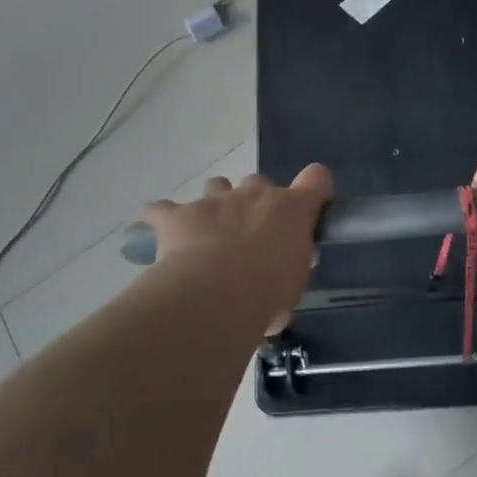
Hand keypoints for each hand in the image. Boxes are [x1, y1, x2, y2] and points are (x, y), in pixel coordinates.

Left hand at [140, 166, 333, 319]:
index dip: (314, 188)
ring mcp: (214, 200)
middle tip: (251, 236)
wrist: (215, 296)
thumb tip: (280, 275)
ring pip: (217, 185)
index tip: (310, 205)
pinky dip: (162, 217)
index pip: (316, 179)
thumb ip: (288, 270)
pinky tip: (160, 231)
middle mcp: (254, 194)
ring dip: (216, 204)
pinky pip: (163, 209)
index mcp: (291, 210)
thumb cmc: (267, 294)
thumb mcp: (292, 287)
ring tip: (210, 233)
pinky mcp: (178, 215)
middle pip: (258, 182)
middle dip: (254, 203)